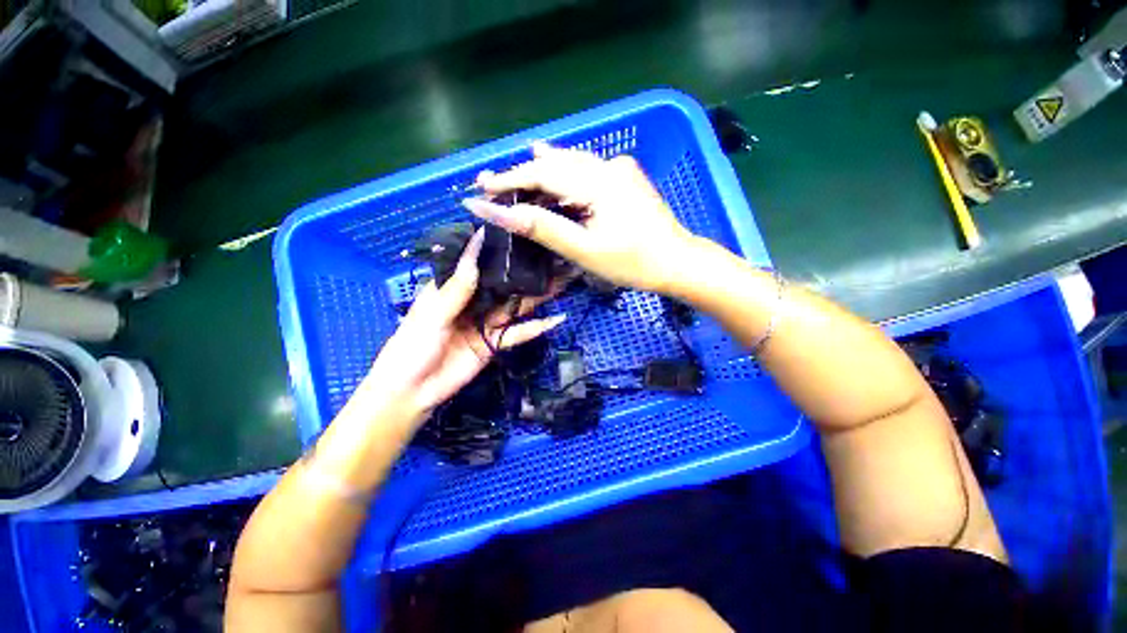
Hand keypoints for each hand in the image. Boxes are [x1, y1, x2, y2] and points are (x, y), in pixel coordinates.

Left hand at [363, 228, 565, 423]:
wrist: (412, 392)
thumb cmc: (412, 347)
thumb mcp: (433, 314)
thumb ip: (458, 286)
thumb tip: (475, 248)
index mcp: (452, 289)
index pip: (476, 263)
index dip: (496, 250)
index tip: (520, 234)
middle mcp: (472, 302)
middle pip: (502, 285)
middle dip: (524, 274)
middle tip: (551, 259)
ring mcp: (485, 323)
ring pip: (515, 306)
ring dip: (536, 297)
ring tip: (561, 283)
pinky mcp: (495, 343)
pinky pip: (518, 333)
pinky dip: (537, 328)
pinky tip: (556, 319)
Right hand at [463, 142, 700, 293]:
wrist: (677, 261)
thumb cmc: (632, 262)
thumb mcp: (584, 249)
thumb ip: (542, 228)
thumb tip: (498, 212)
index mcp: (596, 181)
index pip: (541, 173)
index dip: (508, 181)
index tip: (480, 189)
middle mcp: (606, 166)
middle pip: (553, 164)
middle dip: (521, 174)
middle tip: (490, 182)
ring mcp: (618, 169)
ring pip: (570, 163)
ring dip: (541, 169)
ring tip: (515, 170)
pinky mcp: (624, 178)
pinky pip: (585, 169)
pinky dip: (563, 173)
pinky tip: (553, 166)